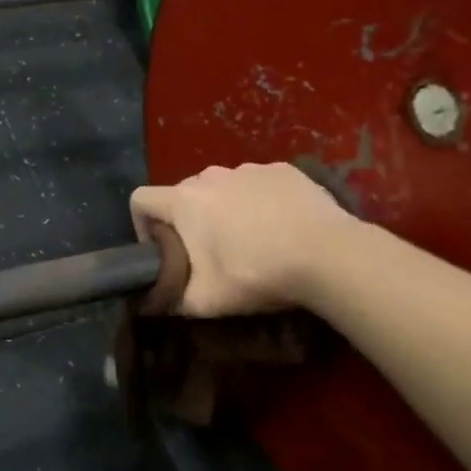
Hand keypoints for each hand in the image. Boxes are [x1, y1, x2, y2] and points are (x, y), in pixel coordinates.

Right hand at [129, 163, 350, 316]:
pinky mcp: (284, 171)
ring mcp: (249, 169)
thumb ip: (171, 299)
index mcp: (183, 201)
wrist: (330, 256)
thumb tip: (156, 300)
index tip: (161, 248)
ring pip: (222, 187)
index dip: (141, 224)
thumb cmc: (256, 273)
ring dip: (225, 209)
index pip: (140, 199)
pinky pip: (259, 184)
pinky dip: (261, 201)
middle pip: (182, 193)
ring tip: (251, 240)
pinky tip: (281, 226)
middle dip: (188, 219)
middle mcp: (209, 176)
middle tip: (210, 252)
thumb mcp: (204, 301)